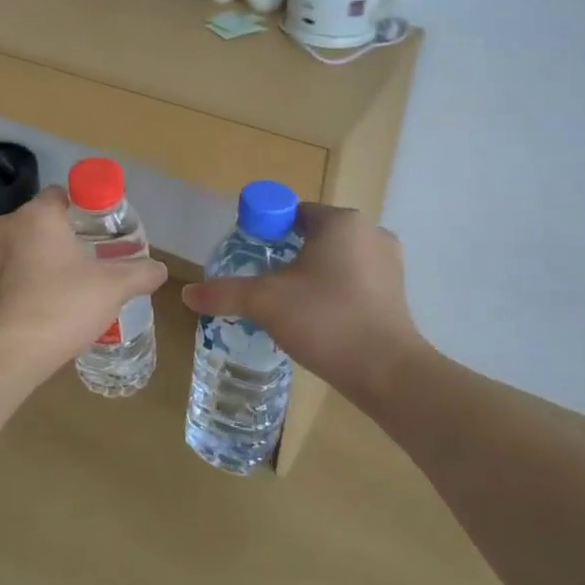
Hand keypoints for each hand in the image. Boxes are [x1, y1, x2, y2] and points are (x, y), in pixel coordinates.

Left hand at [0, 186, 167, 377]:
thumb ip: (140, 273)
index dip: (86, 209)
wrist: (8, 353)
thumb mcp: (113, 288)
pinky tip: (48, 304)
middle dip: (67, 236)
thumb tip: (160, 269)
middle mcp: (6, 226)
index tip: (104, 231)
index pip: (62, 195)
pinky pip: (11, 272)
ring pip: (25, 247)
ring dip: (46, 259)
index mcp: (36, 215)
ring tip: (73, 285)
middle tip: (94, 259)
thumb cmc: (62, 306)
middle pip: (43, 221)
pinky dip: (28, 280)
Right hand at [180, 204, 425, 404]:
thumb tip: (187, 294)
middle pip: (314, 236)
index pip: (292, 212)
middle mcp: (370, 233)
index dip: (265, 230)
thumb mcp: (265, 302)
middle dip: (287, 255)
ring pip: (336, 260)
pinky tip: (317, 318)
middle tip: (262, 282)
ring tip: (287, 303)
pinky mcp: (396, 293)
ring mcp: (389, 263)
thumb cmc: (325, 320)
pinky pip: (354, 281)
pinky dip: (333, 292)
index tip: (248, 257)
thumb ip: (224, 293)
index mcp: (341, 222)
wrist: (386, 372)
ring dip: (311, 275)